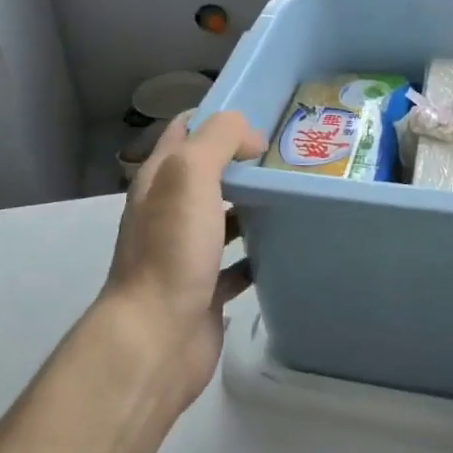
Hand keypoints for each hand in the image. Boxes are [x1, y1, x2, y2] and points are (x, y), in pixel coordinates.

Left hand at [100, 111, 266, 413]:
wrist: (157, 338)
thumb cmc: (171, 249)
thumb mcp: (189, 174)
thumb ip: (218, 140)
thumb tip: (251, 137)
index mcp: (160, 180)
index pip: (185, 131)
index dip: (219, 117)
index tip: (263, 114)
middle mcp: (169, 212)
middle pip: (209, 174)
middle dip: (244, 161)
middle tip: (290, 154)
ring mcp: (187, 252)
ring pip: (225, 216)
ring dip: (254, 205)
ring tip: (296, 193)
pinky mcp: (206, 288)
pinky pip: (238, 263)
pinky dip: (259, 253)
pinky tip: (287, 245)